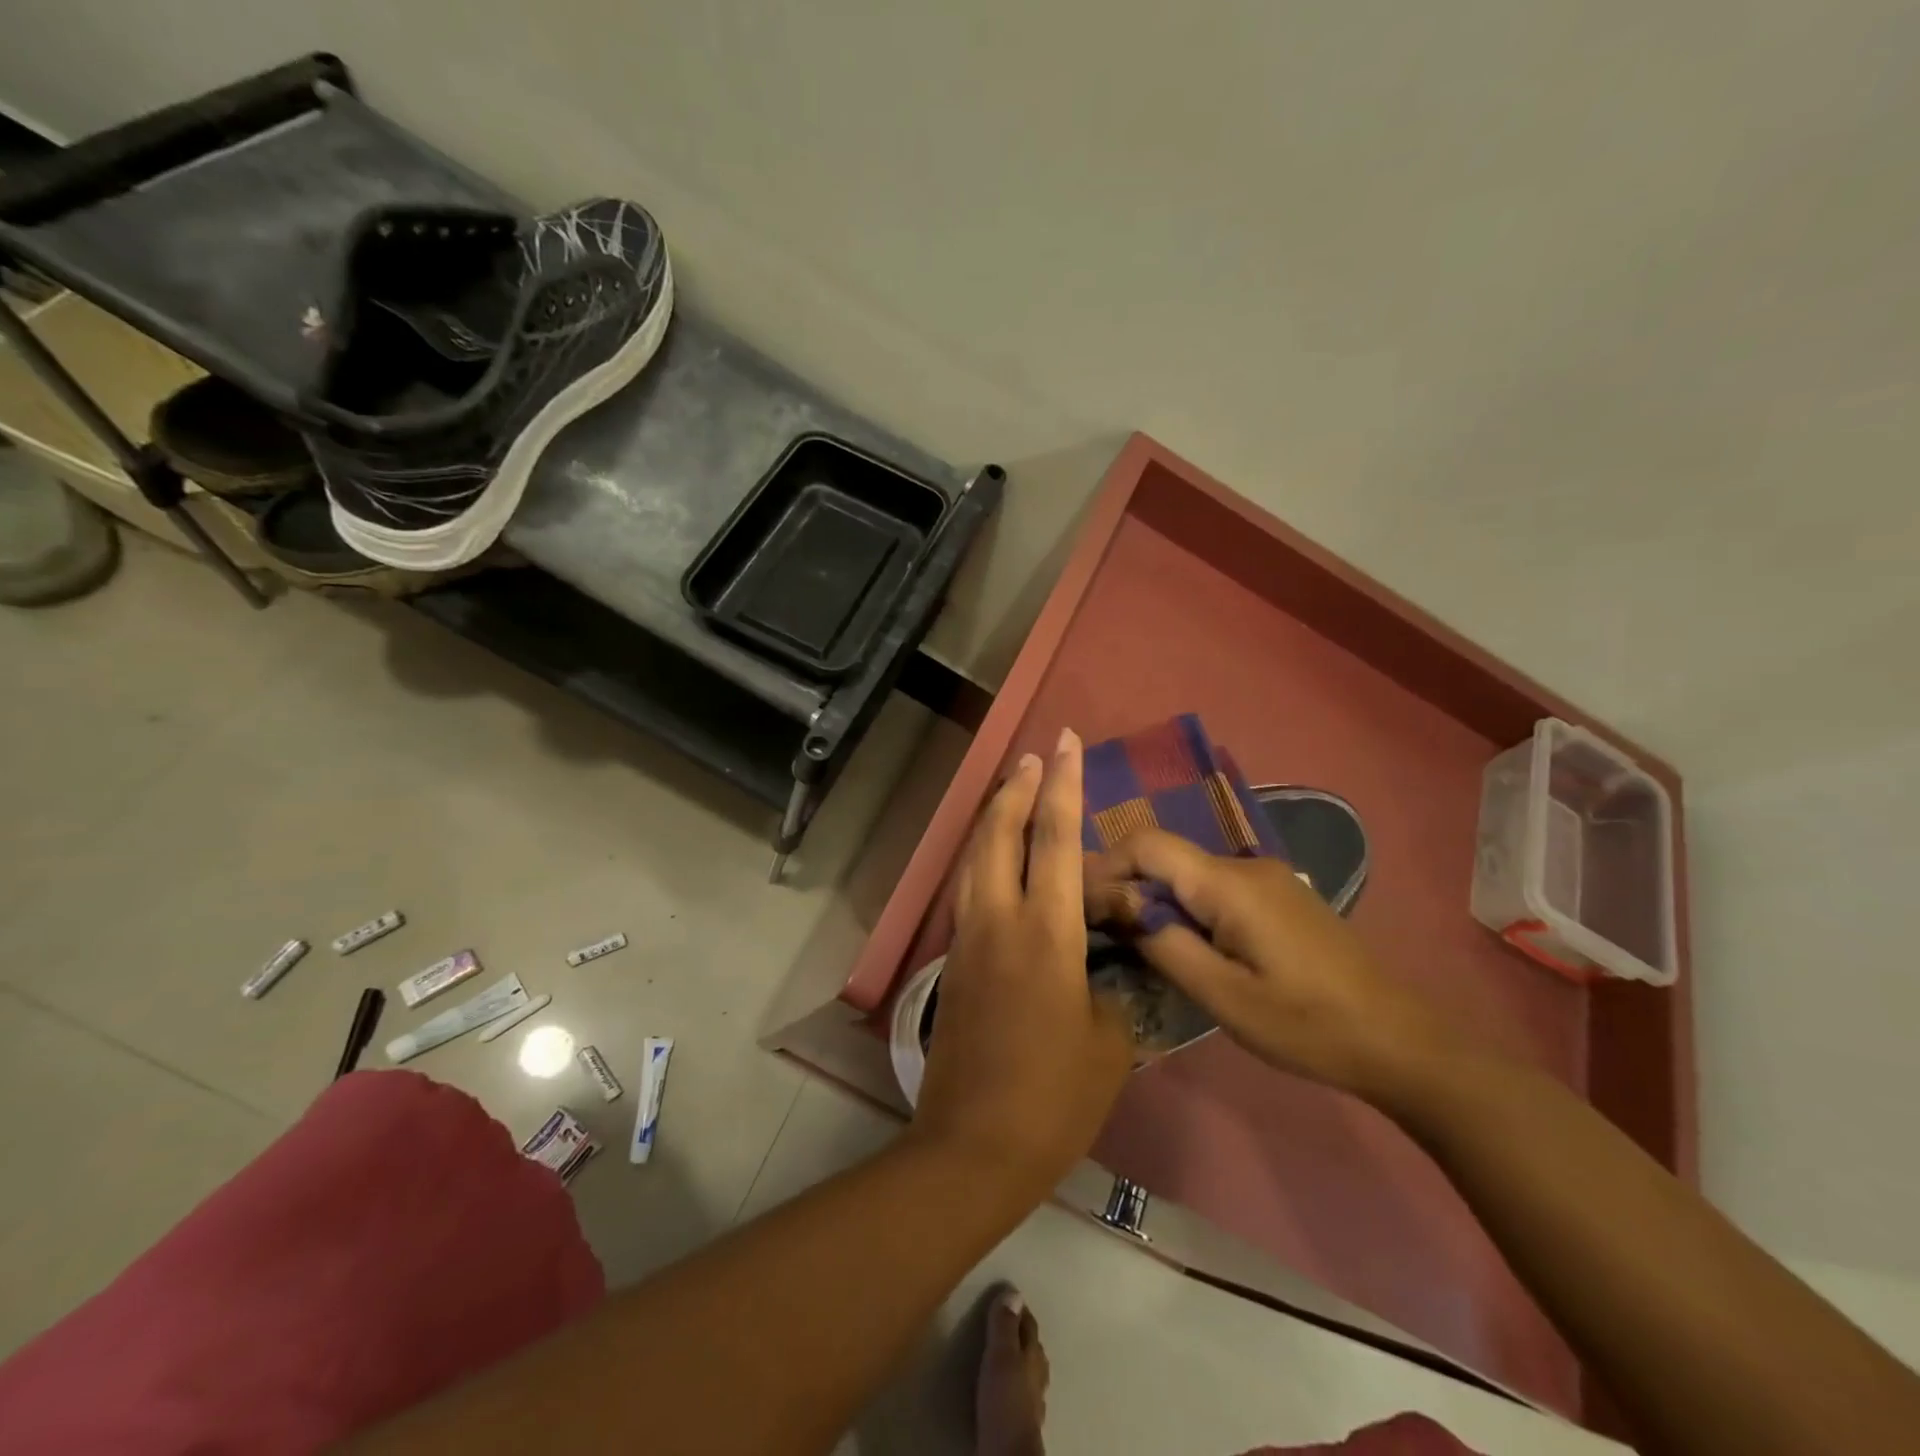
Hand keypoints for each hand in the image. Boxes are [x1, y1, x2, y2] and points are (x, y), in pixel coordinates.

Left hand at [912, 729, 1134, 1195]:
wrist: (974, 1145)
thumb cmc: (1053, 1097)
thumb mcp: (1109, 1043)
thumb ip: (1111, 993)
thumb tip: (1103, 974)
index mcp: (1043, 933)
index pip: (1054, 839)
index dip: (1063, 786)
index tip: (1064, 744)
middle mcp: (998, 920)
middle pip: (999, 834)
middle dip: (1017, 789)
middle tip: (1034, 758)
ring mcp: (968, 939)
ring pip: (974, 858)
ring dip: (994, 819)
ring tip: (1011, 793)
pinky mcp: (955, 962)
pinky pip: (968, 890)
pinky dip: (982, 859)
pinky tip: (995, 861)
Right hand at [1084, 830, 1441, 1099]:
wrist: (1398, 1040)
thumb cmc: (1306, 1025)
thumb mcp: (1223, 996)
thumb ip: (1163, 943)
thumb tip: (1116, 906)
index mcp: (1228, 884)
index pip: (1146, 844)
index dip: (1105, 865)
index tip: (1081, 904)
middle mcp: (1244, 866)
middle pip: (1165, 856)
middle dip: (1125, 885)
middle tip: (1100, 930)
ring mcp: (1266, 878)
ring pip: (1188, 872)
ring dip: (1154, 898)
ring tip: (1134, 942)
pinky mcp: (1278, 897)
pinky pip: (1214, 888)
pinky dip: (1185, 906)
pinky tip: (1183, 944)